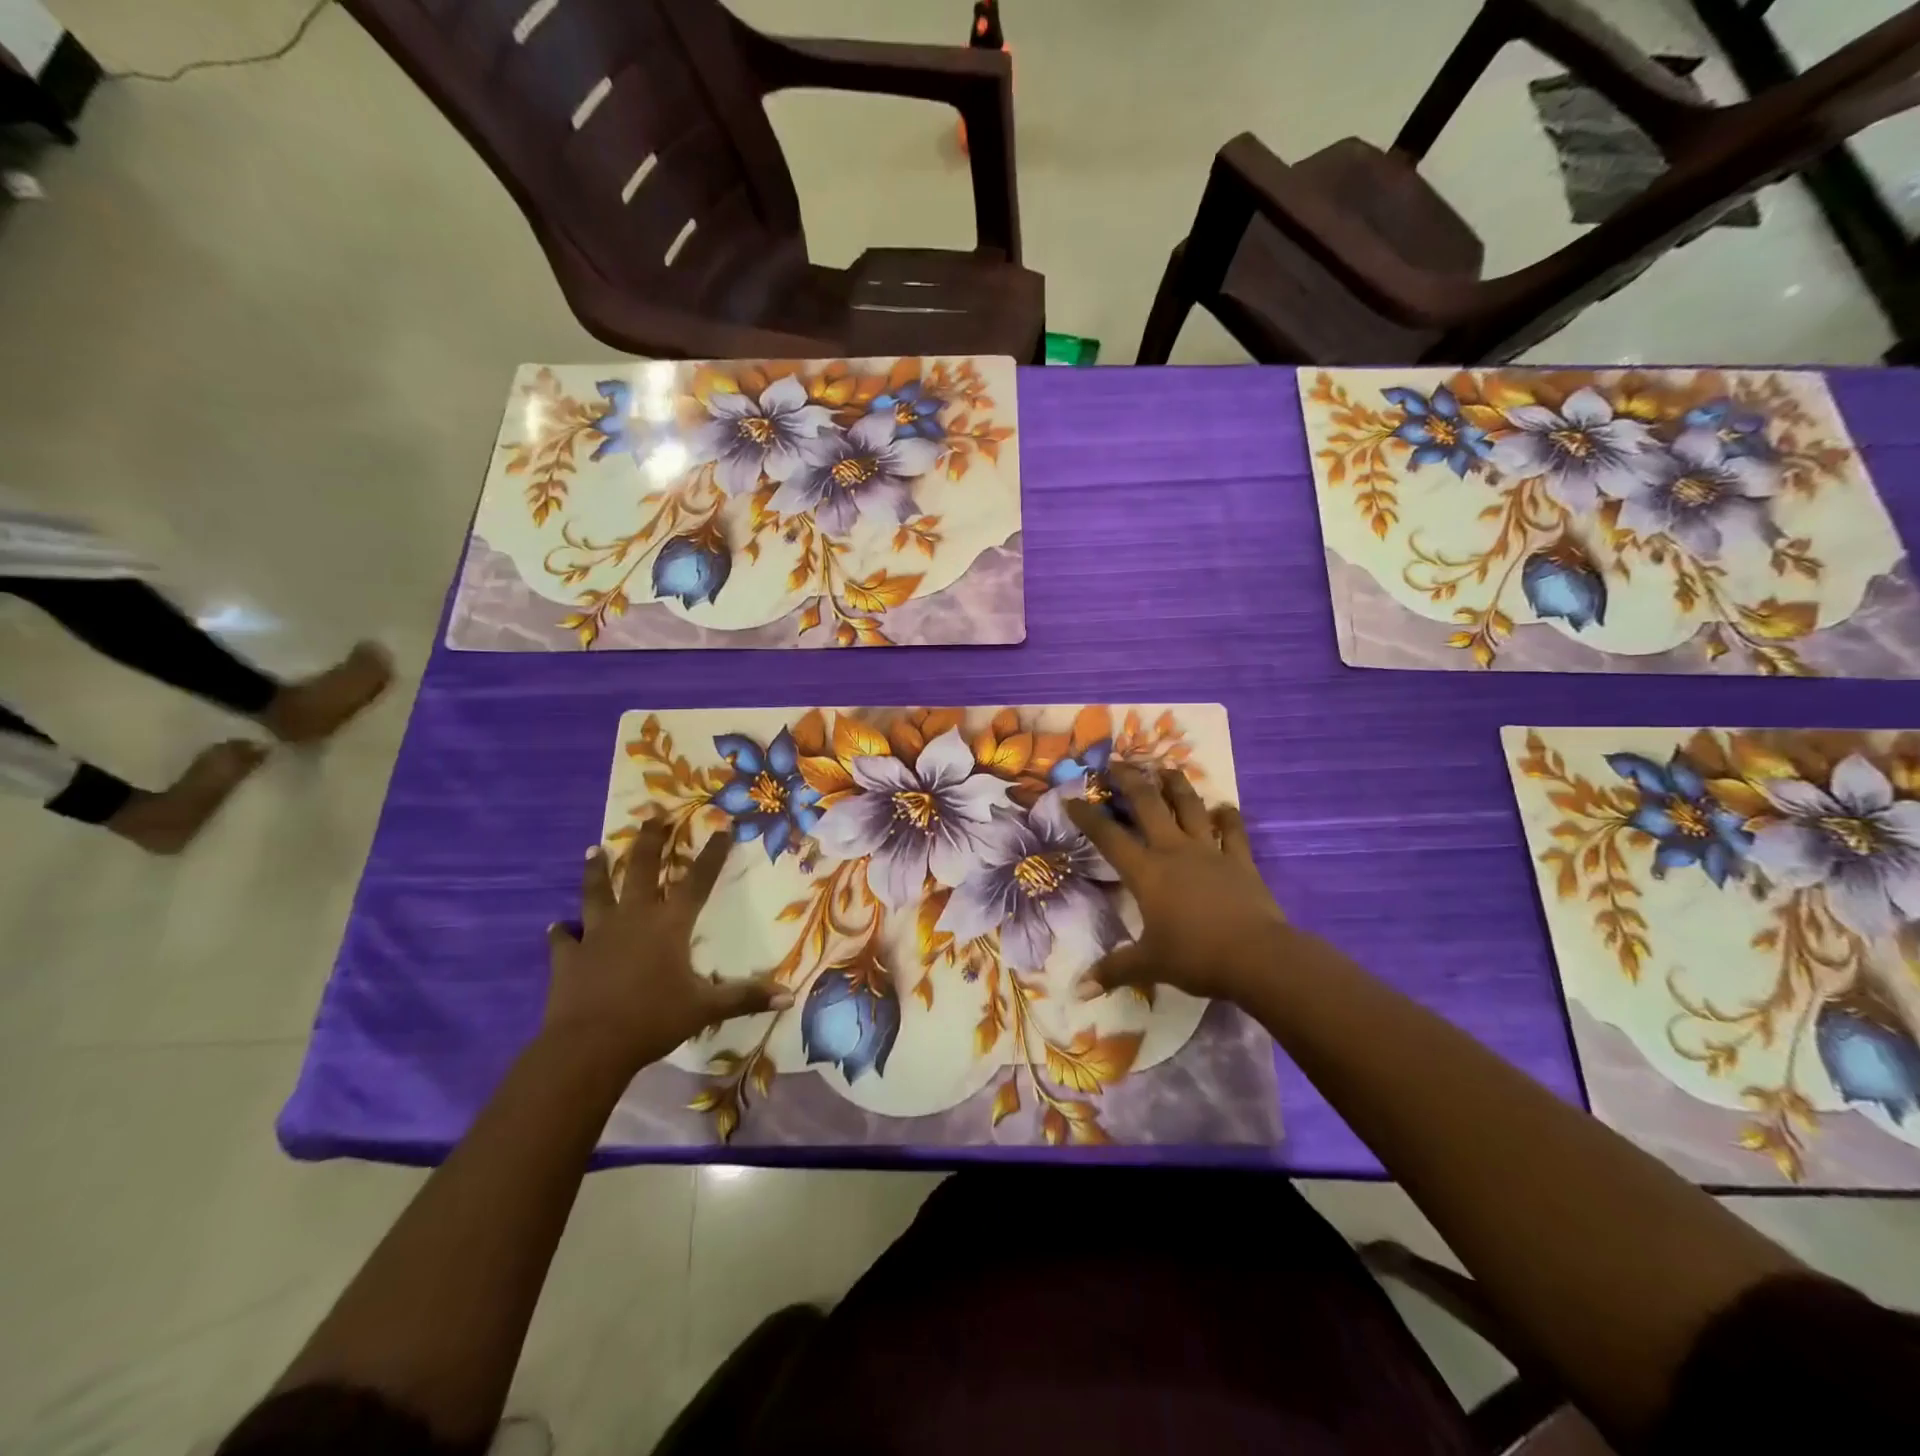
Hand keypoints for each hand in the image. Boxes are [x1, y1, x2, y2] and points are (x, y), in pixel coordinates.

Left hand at [544, 824, 790, 1076]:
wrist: (588, 1047)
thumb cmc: (653, 1020)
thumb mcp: (706, 1009)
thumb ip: (745, 997)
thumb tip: (788, 996)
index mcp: (670, 924)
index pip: (698, 881)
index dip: (712, 854)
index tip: (721, 828)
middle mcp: (633, 918)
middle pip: (641, 869)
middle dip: (649, 840)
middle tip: (653, 815)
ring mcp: (596, 935)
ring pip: (596, 892)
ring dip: (596, 870)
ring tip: (593, 849)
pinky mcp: (568, 957)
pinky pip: (563, 939)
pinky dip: (561, 931)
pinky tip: (558, 926)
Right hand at [1065, 764, 1286, 1002]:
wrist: (1257, 957)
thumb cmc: (1196, 956)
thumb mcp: (1149, 964)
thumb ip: (1114, 970)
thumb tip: (1080, 990)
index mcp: (1147, 872)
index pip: (1108, 837)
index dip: (1087, 816)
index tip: (1071, 798)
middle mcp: (1174, 851)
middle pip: (1149, 805)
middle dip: (1130, 781)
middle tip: (1117, 763)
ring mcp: (1210, 851)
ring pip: (1190, 807)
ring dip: (1176, 785)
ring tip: (1166, 767)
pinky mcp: (1240, 860)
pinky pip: (1233, 831)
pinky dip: (1228, 817)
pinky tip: (1224, 807)